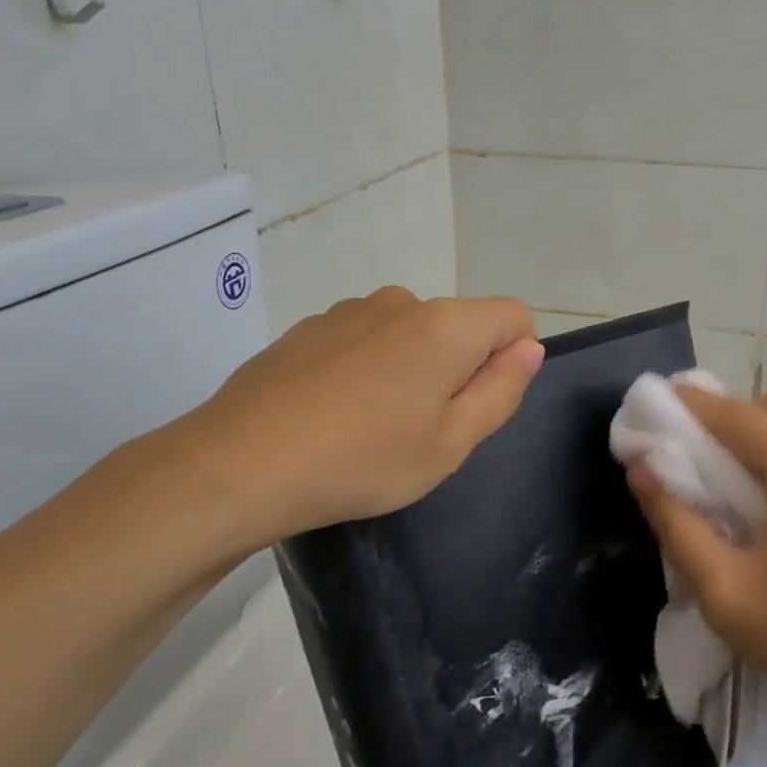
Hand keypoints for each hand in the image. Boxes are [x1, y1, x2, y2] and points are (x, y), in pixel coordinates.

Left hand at [161, 287, 543, 557]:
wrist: (238, 465)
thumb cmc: (364, 459)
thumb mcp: (451, 442)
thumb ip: (501, 389)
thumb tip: (528, 348)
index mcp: (447, 325)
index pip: (513, 315)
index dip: (514, 356)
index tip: (479, 402)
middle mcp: (402, 301)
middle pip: (459, 325)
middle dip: (458, 368)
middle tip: (424, 428)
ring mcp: (350, 310)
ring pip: (410, 333)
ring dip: (410, 367)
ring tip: (372, 424)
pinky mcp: (310, 327)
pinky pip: (364, 339)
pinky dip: (366, 367)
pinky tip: (332, 412)